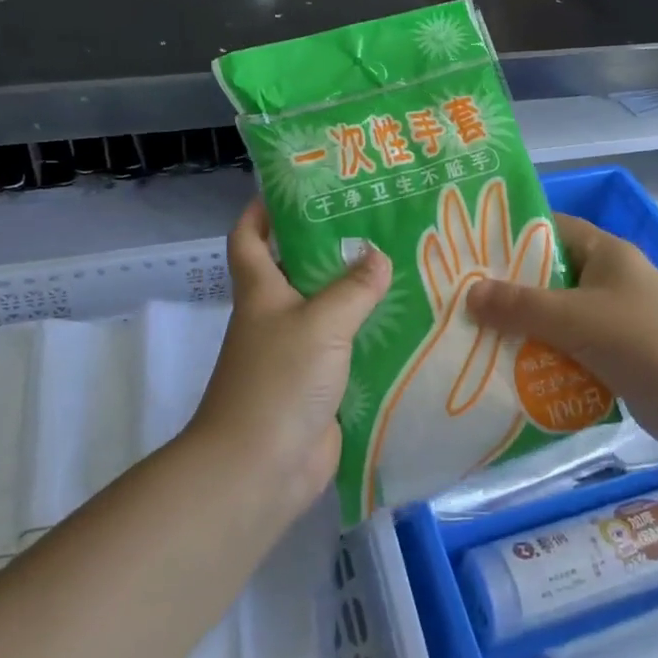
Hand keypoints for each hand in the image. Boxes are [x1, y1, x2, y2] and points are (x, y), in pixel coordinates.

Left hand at [186, 198, 389, 514]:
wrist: (260, 469)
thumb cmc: (279, 381)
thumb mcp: (320, 323)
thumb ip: (353, 288)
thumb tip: (379, 256)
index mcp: (262, 291)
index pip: (249, 237)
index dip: (262, 209)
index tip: (296, 188)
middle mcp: (275, 316)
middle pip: (298, 269)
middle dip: (330, 246)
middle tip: (378, 223)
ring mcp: (296, 353)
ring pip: (329, 310)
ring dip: (358, 293)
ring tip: (404, 267)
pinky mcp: (319, 386)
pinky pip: (348, 351)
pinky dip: (371, 338)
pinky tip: (408, 326)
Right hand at [466, 213, 657, 453]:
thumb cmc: (643, 342)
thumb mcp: (575, 318)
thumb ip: (521, 306)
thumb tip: (469, 294)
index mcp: (606, 254)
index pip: (552, 229)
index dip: (513, 235)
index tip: (470, 249)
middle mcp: (609, 280)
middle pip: (549, 276)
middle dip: (509, 290)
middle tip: (462, 299)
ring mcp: (614, 320)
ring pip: (556, 316)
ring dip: (523, 329)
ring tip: (474, 337)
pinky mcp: (615, 356)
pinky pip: (568, 348)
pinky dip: (543, 357)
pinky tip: (508, 371)